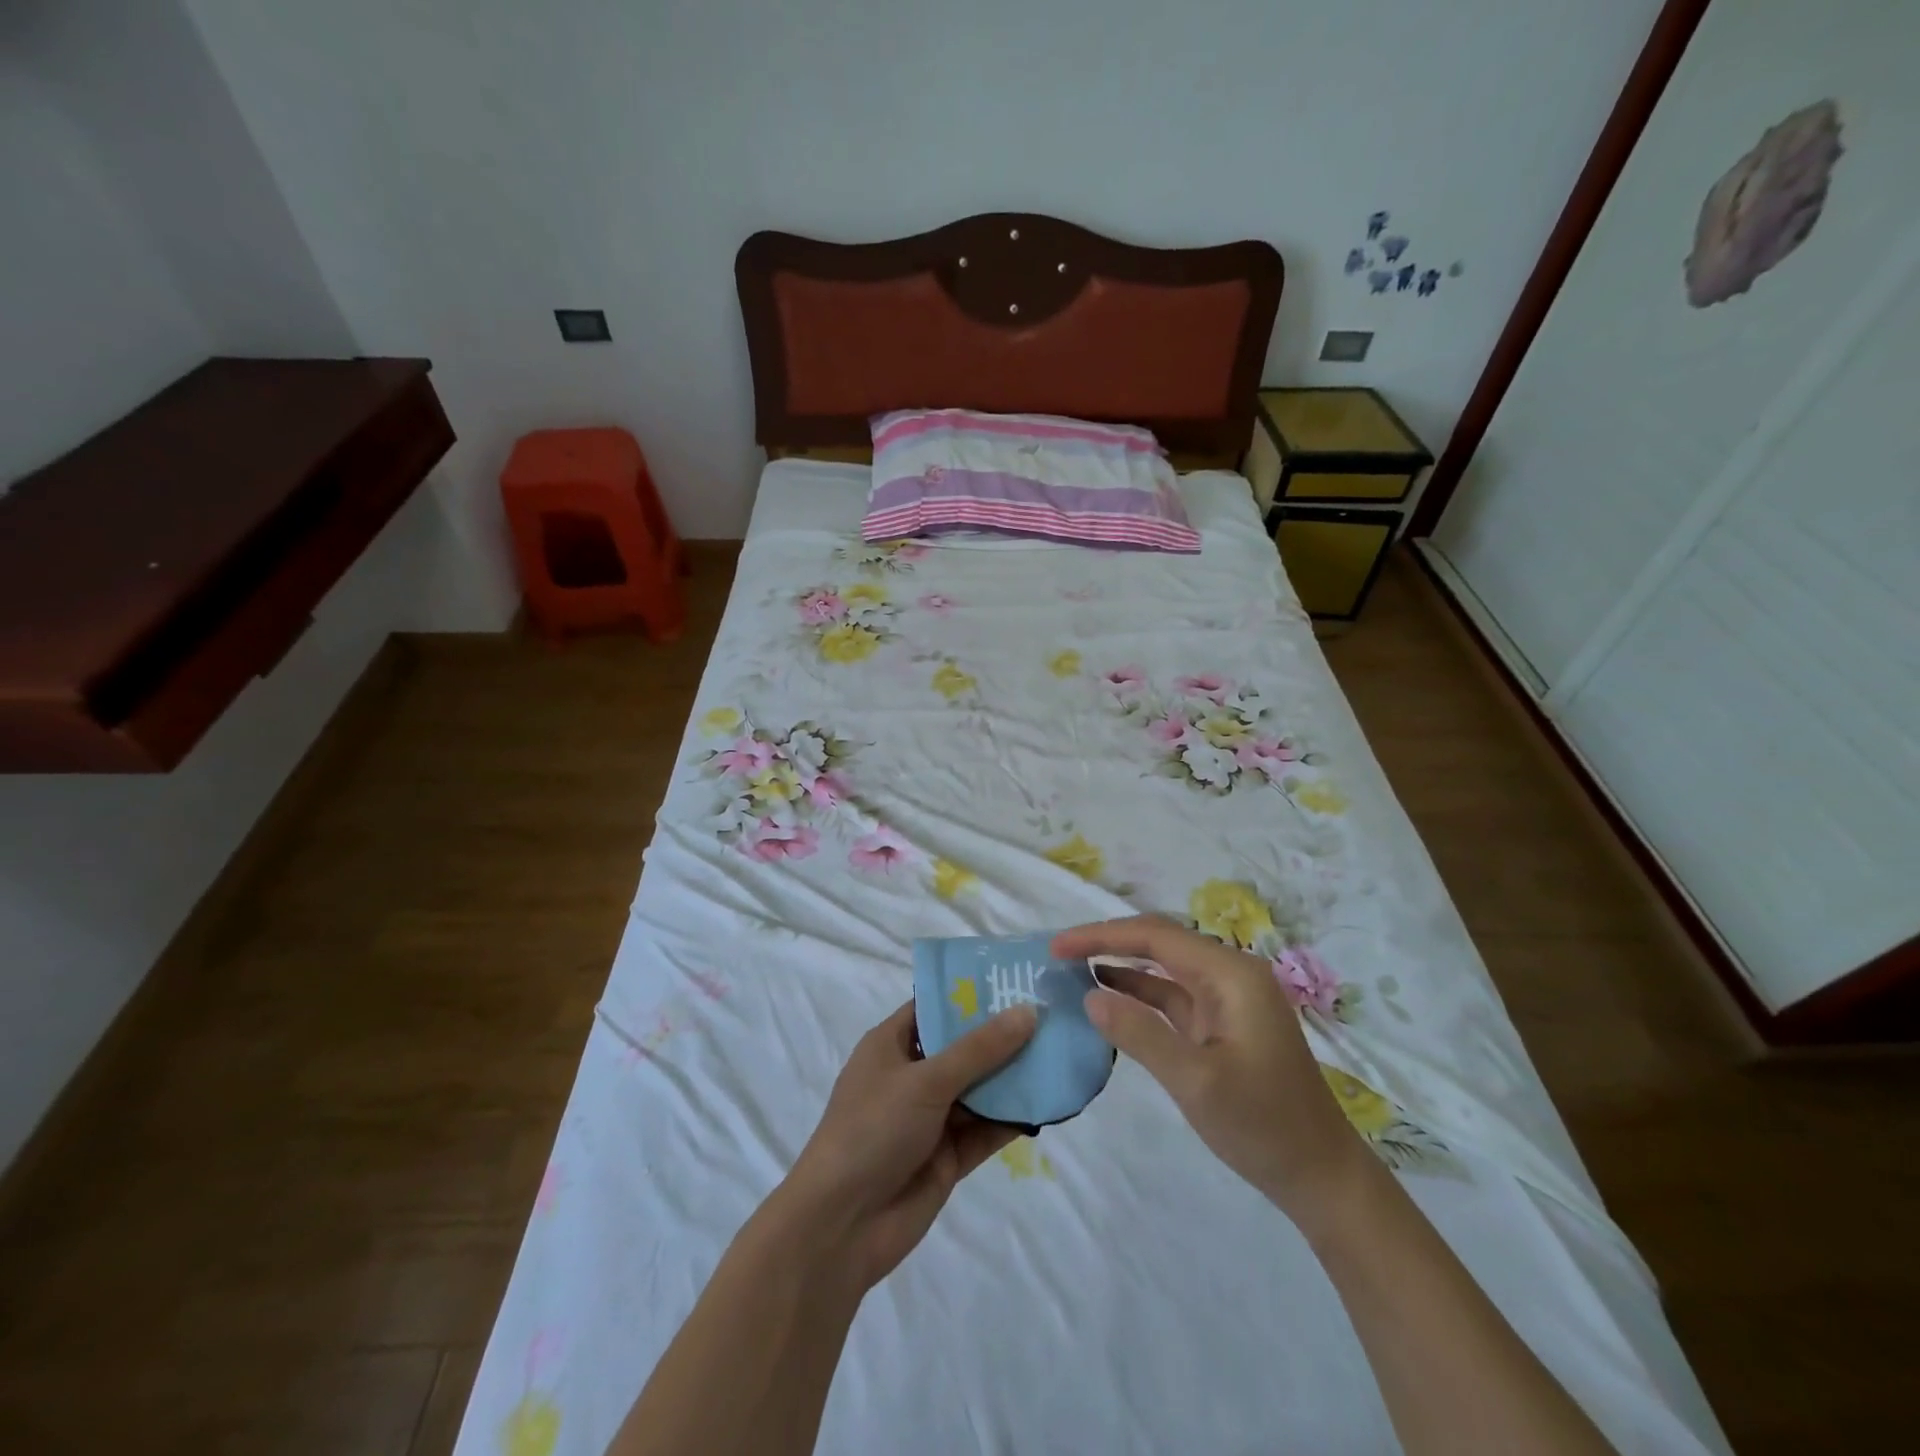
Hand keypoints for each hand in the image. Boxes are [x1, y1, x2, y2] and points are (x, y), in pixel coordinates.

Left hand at [782, 1000, 1037, 1288]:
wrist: (842, 1226)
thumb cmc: (873, 1130)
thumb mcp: (925, 1080)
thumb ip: (979, 1049)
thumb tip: (1028, 1011)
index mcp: (891, 1045)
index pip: (934, 1007)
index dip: (971, 994)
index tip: (1015, 978)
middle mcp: (912, 1076)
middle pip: (963, 1047)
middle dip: (1002, 1034)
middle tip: (1052, 1012)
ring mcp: (931, 1118)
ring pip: (980, 1088)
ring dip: (1014, 1075)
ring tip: (1061, 1051)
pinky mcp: (948, 1155)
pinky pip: (986, 1128)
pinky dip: (1014, 1117)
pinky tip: (1050, 1102)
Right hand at [1053, 915, 1370, 1225]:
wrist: (1321, 1176)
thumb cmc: (1263, 1125)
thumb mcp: (1195, 1081)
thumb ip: (1140, 1034)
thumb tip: (1089, 996)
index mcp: (1231, 974)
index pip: (1154, 937)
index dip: (1101, 935)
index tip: (1056, 946)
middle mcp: (1230, 974)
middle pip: (1158, 942)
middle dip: (1107, 942)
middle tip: (1058, 953)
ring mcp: (1226, 998)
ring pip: (1162, 967)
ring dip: (1120, 964)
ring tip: (1072, 968)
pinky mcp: (1221, 1023)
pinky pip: (1171, 995)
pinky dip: (1138, 993)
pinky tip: (1106, 995)